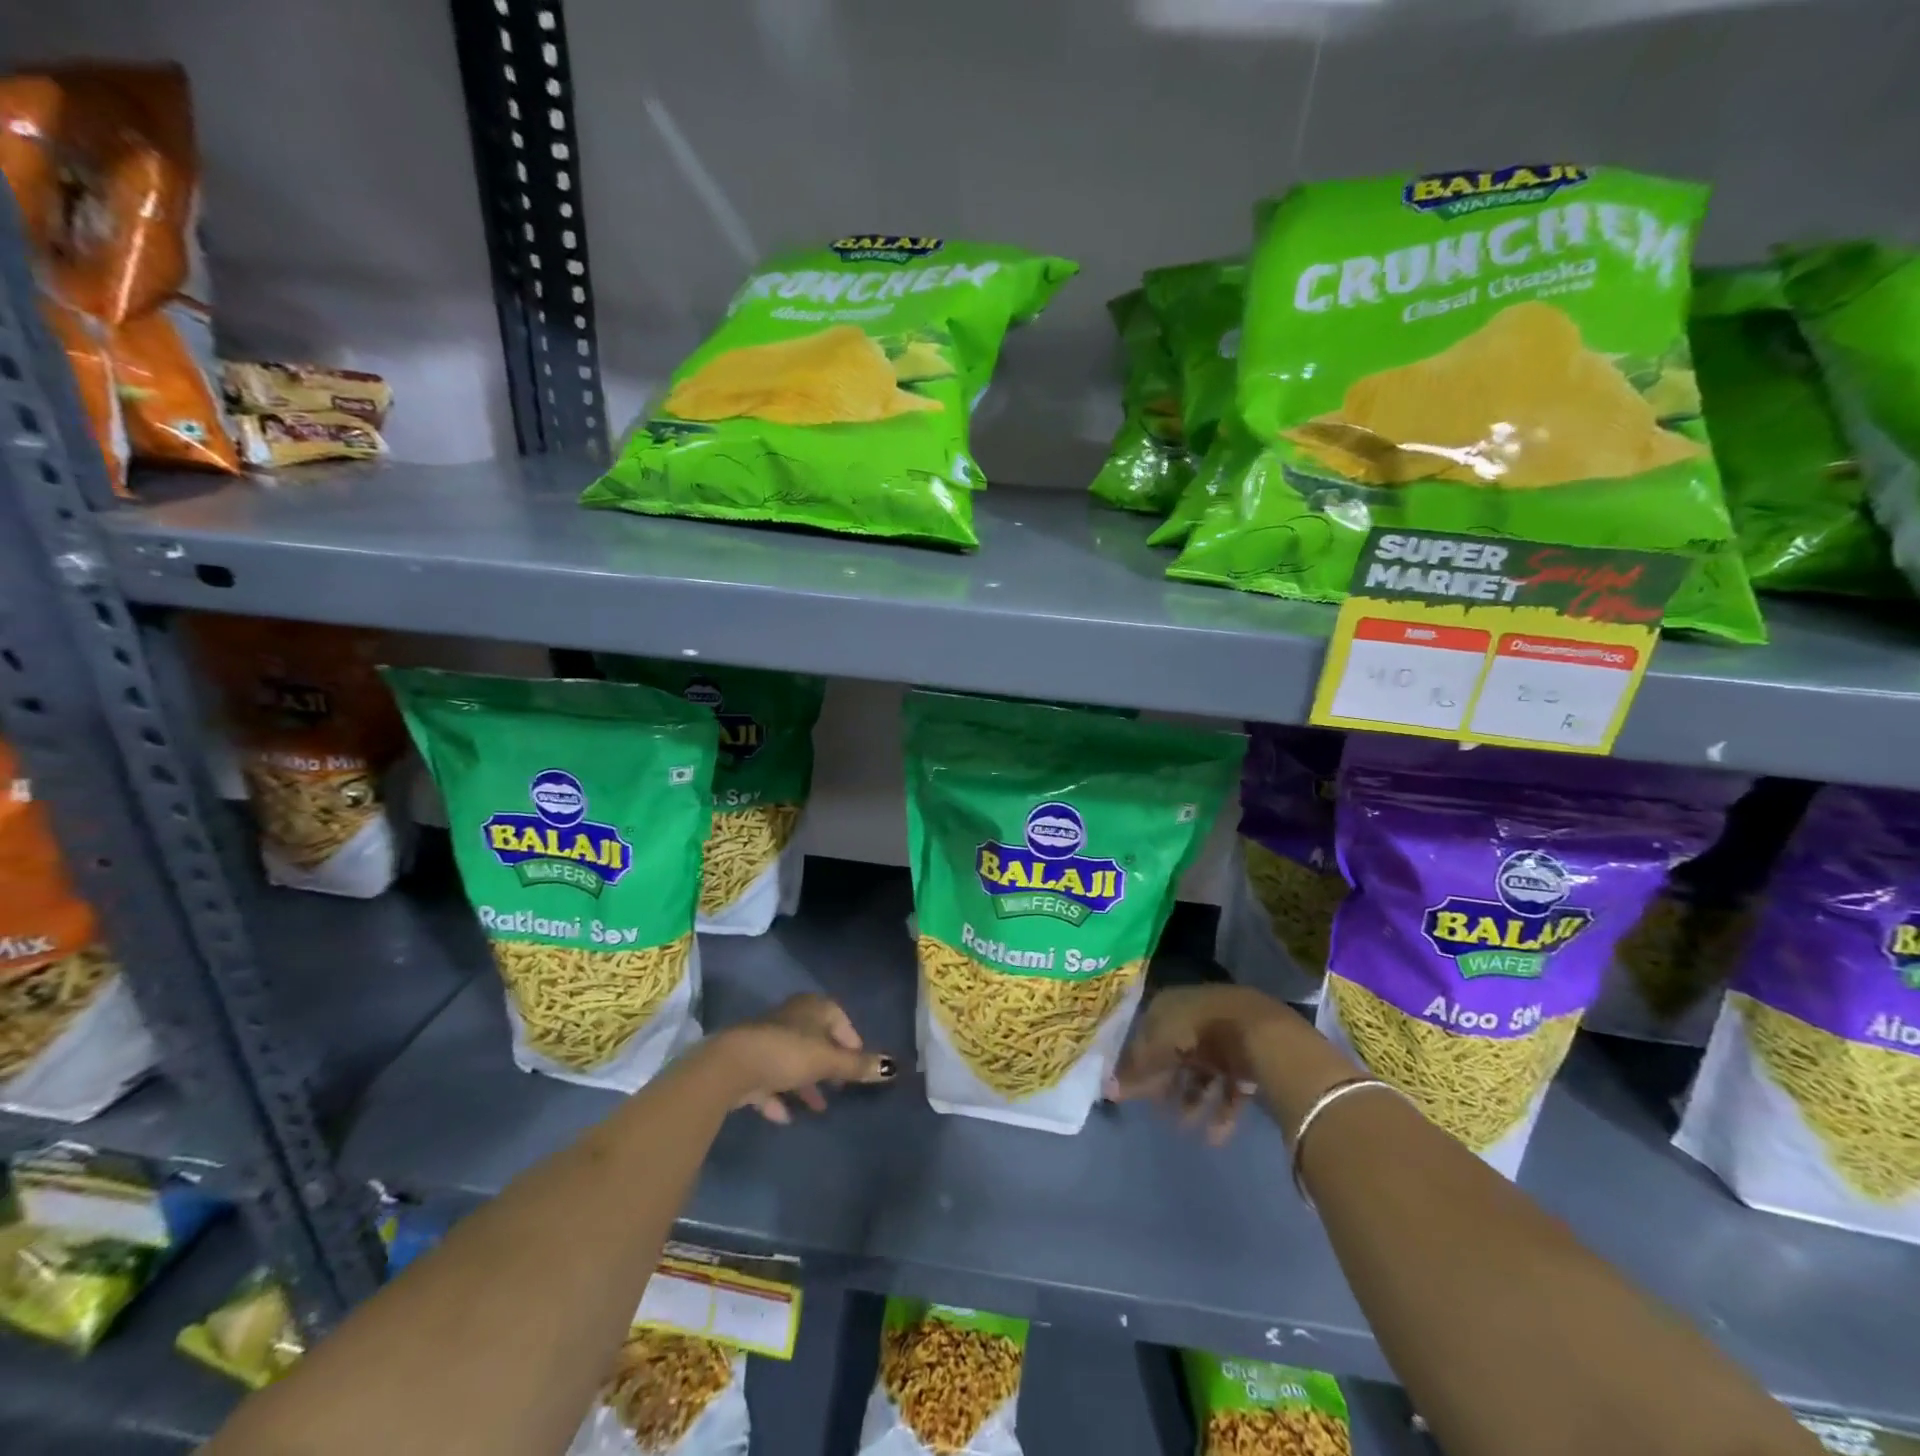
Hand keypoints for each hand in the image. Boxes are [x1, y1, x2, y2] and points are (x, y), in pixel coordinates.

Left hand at [707, 994, 895, 1124]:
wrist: (732, 1066)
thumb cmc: (788, 1053)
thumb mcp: (828, 1061)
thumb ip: (857, 1066)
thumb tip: (893, 1067)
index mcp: (812, 1008)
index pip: (839, 1019)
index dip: (851, 1041)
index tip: (858, 1066)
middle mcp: (791, 1018)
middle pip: (816, 1040)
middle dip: (828, 1065)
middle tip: (840, 1087)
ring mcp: (767, 1040)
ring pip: (793, 1061)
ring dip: (805, 1084)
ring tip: (818, 1108)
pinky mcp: (748, 1063)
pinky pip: (769, 1080)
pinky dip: (779, 1097)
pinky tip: (787, 1117)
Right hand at [1107, 984, 1296, 1143]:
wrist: (1260, 1032)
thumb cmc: (1199, 1030)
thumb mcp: (1159, 1046)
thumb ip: (1136, 1070)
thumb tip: (1107, 1090)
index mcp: (1171, 1004)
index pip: (1148, 1032)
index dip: (1138, 1060)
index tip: (1130, 1088)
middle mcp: (1196, 1018)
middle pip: (1175, 1053)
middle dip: (1165, 1084)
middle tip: (1156, 1111)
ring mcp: (1223, 1038)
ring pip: (1202, 1073)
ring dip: (1191, 1100)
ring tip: (1184, 1128)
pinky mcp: (1248, 1060)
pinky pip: (1229, 1087)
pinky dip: (1221, 1111)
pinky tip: (1214, 1136)